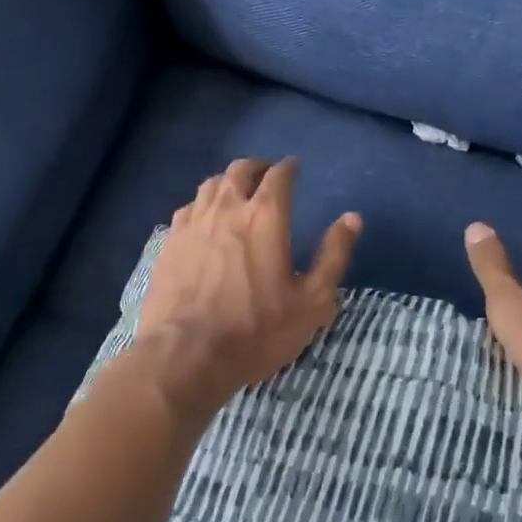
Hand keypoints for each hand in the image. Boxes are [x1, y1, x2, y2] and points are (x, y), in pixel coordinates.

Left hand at [133, 158, 360, 410]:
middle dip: (257, 168)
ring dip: (227, 182)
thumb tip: (352, 218)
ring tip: (235, 191)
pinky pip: (187, 209)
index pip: (279, 176)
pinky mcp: (169, 243)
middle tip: (266, 175)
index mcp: (266, 217)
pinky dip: (201, 205)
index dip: (289, 169)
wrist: (187, 353)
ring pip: (210, 185)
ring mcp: (192, 224)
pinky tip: (203, 219)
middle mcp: (227, 209)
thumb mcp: (312, 301)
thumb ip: (333, 256)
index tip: (294, 169)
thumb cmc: (257, 330)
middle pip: (240, 171)